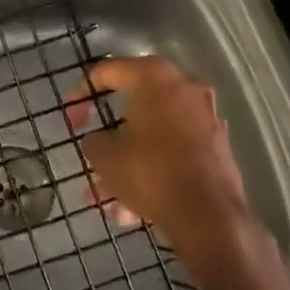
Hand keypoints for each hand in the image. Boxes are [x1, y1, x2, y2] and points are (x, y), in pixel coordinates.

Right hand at [66, 56, 247, 252]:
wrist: (210, 218)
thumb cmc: (151, 173)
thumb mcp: (104, 155)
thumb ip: (94, 139)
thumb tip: (100, 141)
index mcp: (154, 77)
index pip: (108, 71)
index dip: (82, 92)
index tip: (71, 116)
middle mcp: (184, 87)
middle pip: (135, 106)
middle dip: (110, 136)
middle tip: (92, 153)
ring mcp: (205, 116)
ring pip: (154, 135)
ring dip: (129, 161)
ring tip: (108, 198)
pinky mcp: (218, 146)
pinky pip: (174, 151)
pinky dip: (154, 170)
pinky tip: (134, 207)